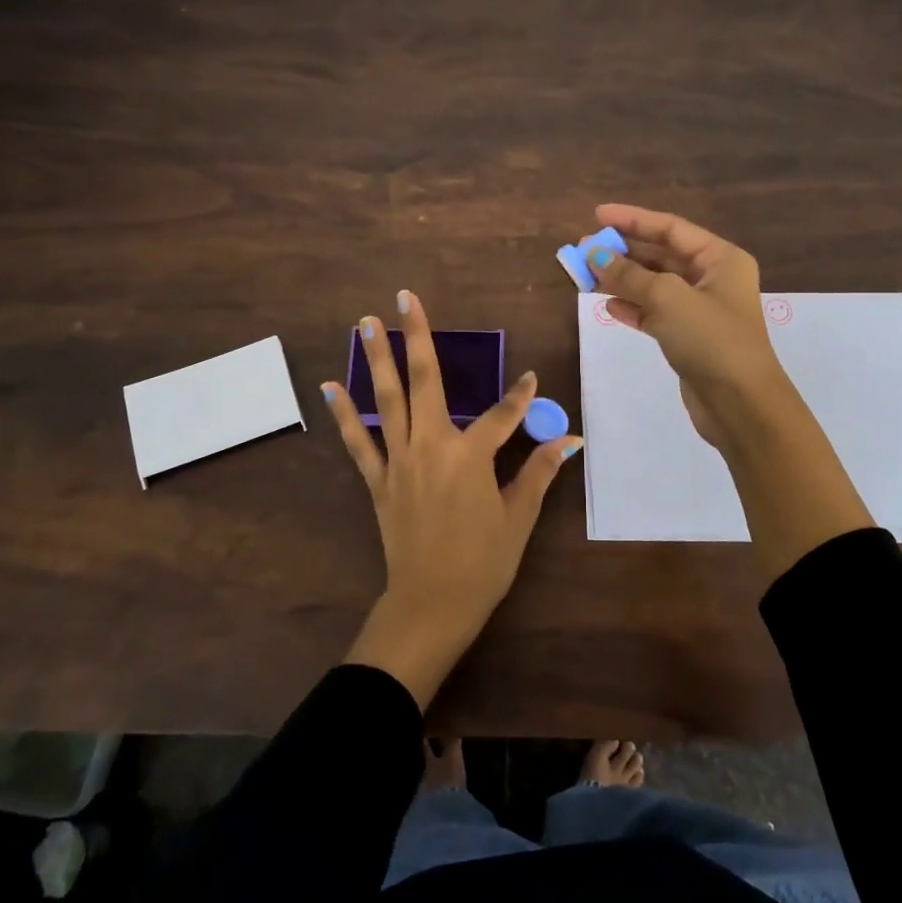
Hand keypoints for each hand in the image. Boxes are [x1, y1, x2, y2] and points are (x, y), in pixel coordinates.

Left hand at [323, 289, 582, 708]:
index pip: (501, 415)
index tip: (530, 379)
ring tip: (366, 323)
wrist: (431, 605)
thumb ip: (540, 472)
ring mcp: (399, 461)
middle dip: (417, 336)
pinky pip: (358, 442)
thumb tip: (570, 440)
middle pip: (426, 381)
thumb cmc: (483, 563)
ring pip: (387, 399)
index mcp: (470, 456)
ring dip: (377, 359)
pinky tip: (331, 387)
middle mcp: (431, 446)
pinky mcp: (378, 481)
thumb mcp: (519, 518)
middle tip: (403, 297)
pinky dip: (344, 414)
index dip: (520, 397)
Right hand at [589, 203, 792, 452]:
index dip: (633, 219)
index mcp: (720, 259)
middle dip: (624, 251)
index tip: (597, 215)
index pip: (670, 228)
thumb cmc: (711, 340)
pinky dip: (632, 307)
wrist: (741, 405)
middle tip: (585, 248)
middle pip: (661, 255)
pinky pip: (655, 313)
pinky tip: (607, 305)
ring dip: (622, 279)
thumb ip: (629, 275)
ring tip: (586, 276)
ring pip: (655, 285)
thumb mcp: (668, 299)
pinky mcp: (689, 338)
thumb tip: (595, 255)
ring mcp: (701, 310)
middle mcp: (713, 279)